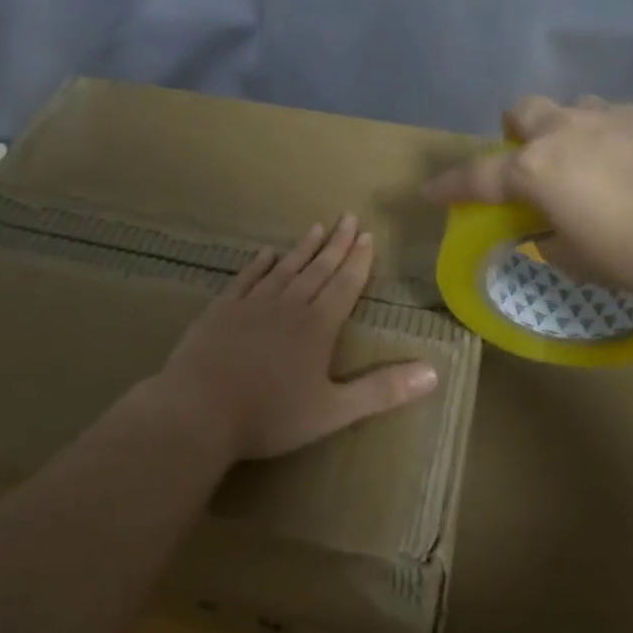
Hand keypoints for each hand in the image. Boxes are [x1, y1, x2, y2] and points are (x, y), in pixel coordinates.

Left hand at [155, 215, 439, 460]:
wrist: (198, 410)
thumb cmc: (270, 415)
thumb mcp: (334, 411)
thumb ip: (382, 391)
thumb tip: (434, 372)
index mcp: (318, 326)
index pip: (345, 284)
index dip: (358, 261)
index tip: (367, 236)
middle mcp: (288, 305)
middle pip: (318, 268)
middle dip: (336, 244)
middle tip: (349, 217)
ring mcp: (252, 304)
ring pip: (285, 268)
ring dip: (303, 248)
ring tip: (316, 227)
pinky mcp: (221, 310)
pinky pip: (246, 279)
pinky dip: (258, 264)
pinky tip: (265, 254)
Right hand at [423, 95, 632, 301]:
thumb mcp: (583, 262)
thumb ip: (554, 239)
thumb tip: (553, 228)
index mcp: (538, 171)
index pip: (477, 176)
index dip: (450, 186)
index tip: (431, 191)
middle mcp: (567, 132)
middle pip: (523, 112)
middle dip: (517, 134)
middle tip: (534, 165)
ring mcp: (614, 115)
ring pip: (574, 107)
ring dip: (570, 131)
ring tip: (593, 163)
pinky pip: (622, 118)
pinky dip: (618, 139)